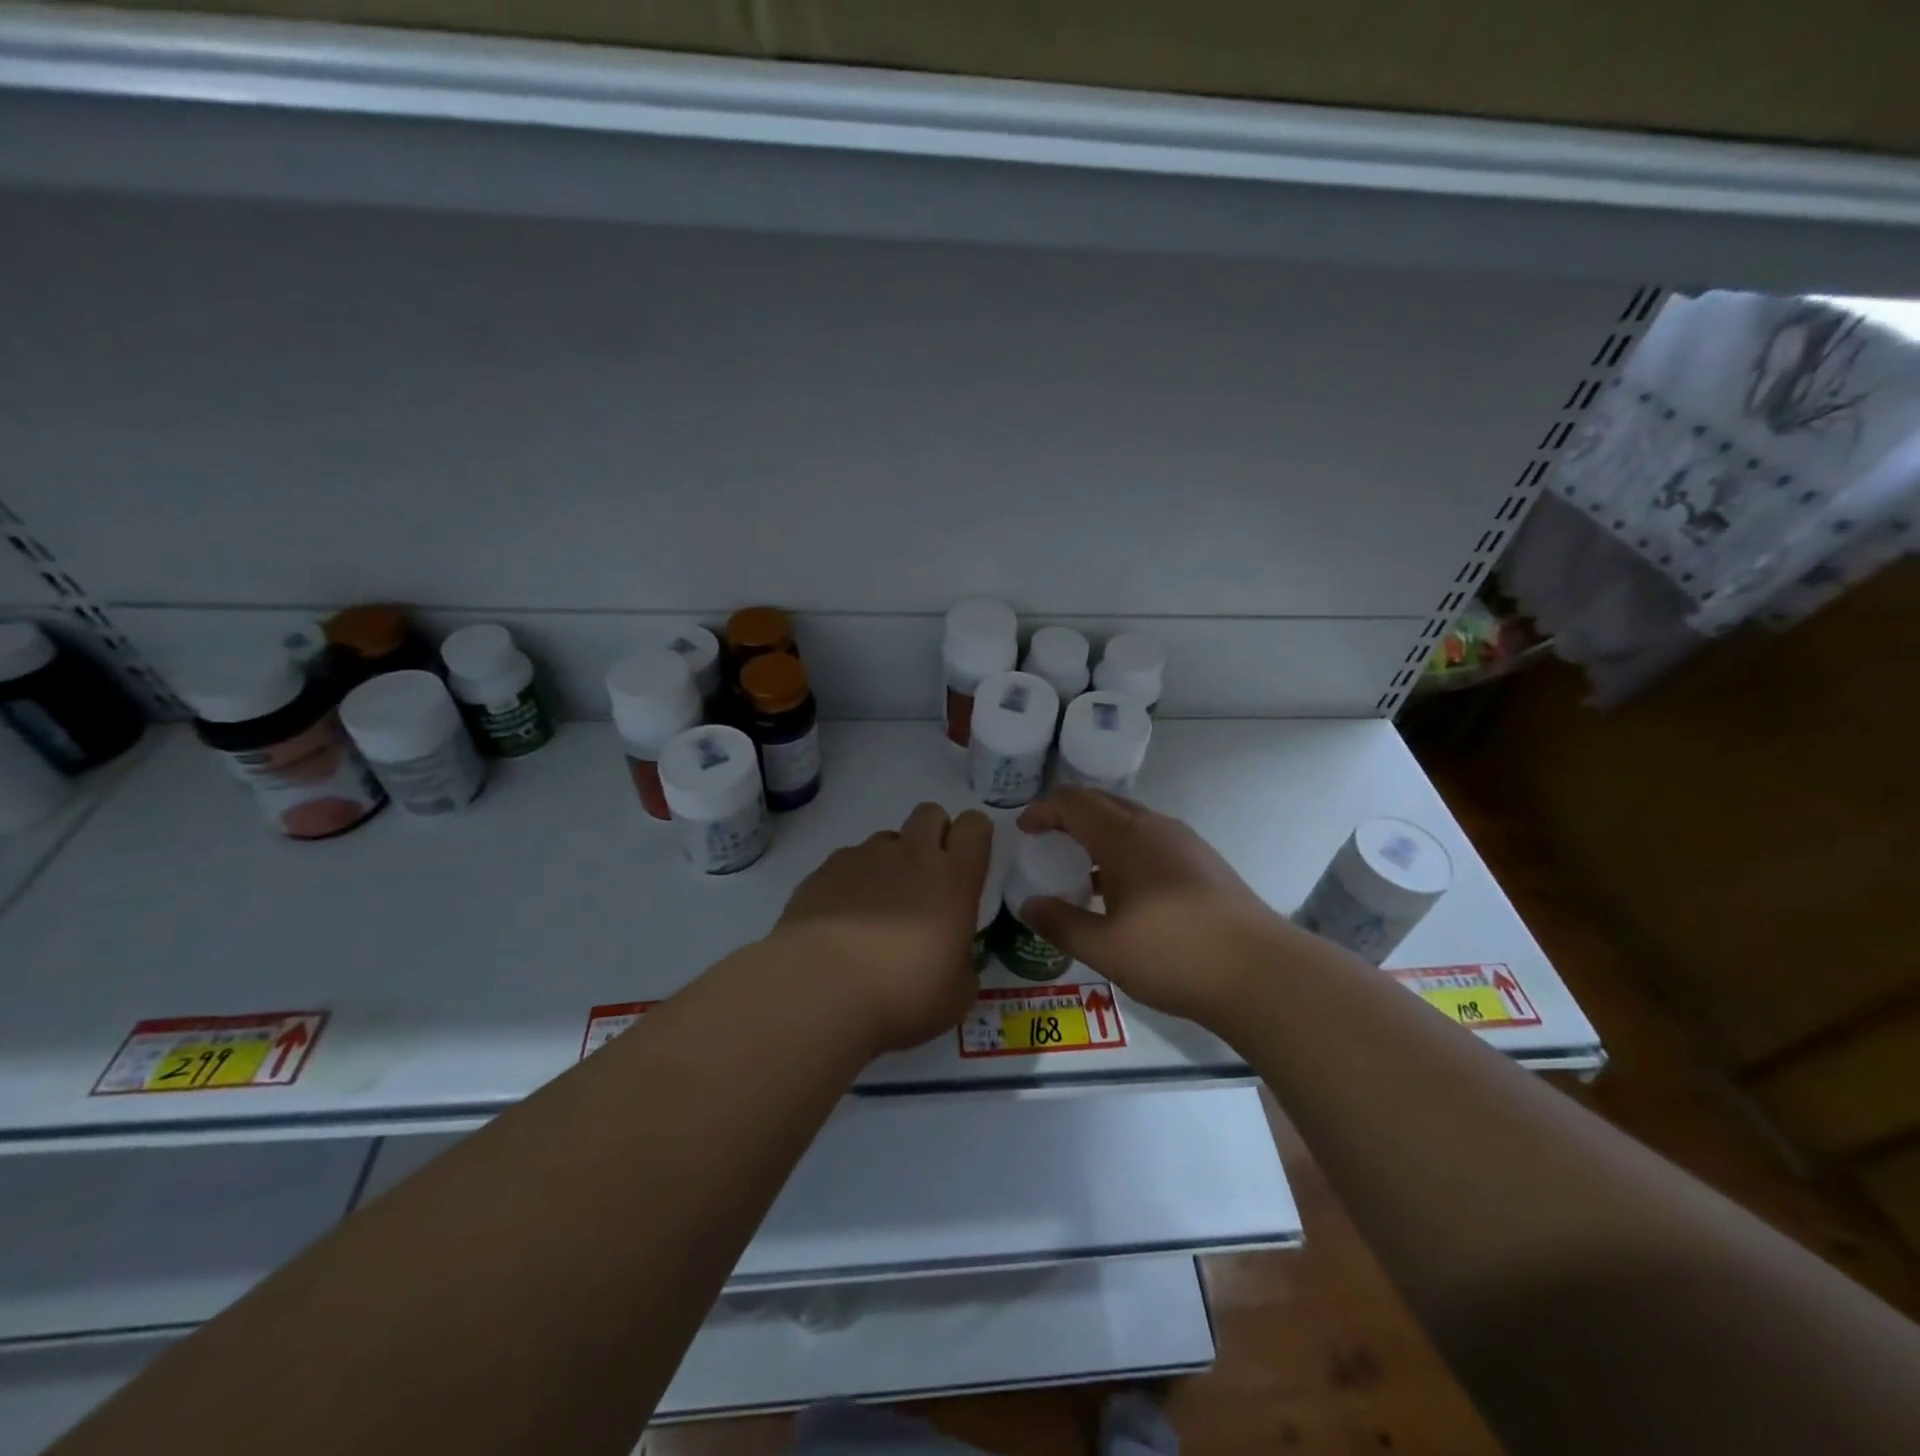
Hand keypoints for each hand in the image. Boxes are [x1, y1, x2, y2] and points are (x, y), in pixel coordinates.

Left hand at [772, 803, 993, 1054]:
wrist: (821, 991)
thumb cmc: (903, 996)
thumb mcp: (956, 994)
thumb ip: (961, 964)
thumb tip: (950, 959)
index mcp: (954, 879)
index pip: (975, 826)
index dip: (974, 837)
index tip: (967, 864)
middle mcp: (911, 855)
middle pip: (930, 813)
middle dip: (932, 835)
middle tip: (925, 880)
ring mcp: (863, 857)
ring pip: (886, 838)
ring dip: (889, 862)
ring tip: (876, 909)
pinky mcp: (823, 870)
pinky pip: (847, 861)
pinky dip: (851, 882)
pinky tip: (841, 920)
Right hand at [1015, 788, 1297, 1025]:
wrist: (1260, 972)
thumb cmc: (1173, 954)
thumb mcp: (1104, 947)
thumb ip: (1060, 924)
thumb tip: (1028, 906)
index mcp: (1124, 837)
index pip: (1073, 802)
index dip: (1043, 810)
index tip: (1023, 829)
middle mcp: (1154, 827)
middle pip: (1102, 802)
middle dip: (1069, 814)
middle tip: (1046, 839)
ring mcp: (1184, 842)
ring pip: (1130, 820)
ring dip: (1099, 831)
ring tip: (1081, 866)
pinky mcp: (1204, 861)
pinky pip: (1152, 838)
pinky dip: (1125, 848)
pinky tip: (1124, 889)